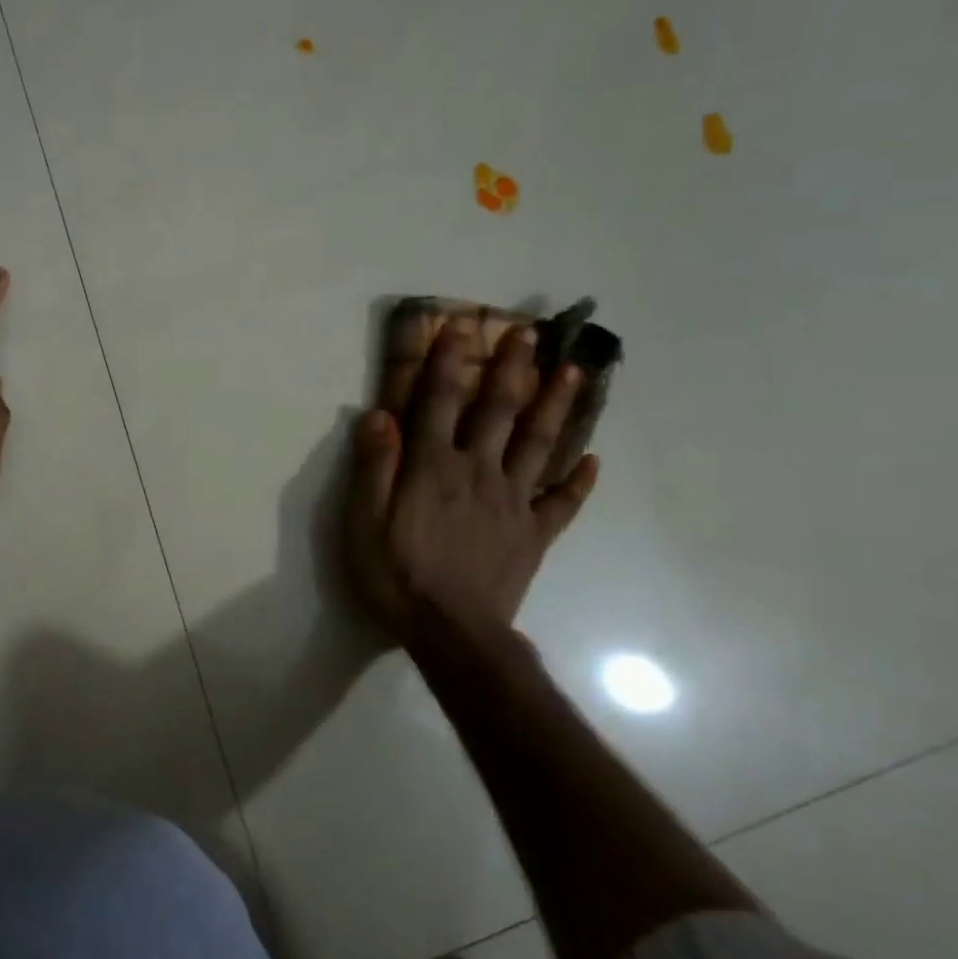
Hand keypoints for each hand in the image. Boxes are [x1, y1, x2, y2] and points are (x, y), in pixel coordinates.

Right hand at [346, 314, 597, 640]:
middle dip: (511, 368)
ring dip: (556, 406)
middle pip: (498, 411)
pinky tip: (594, 460)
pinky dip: (581, 481)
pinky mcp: (535, 534)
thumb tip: (378, 413)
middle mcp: (477, 471)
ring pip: (539, 444)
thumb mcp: (363, 522)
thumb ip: (373, 466)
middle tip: (529, 333)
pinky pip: (563, 502)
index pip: (438, 402)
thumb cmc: (396, 575)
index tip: (458, 326)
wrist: (451, 633)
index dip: (446, 362)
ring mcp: (513, 501)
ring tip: (573, 371)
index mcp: (432, 467)